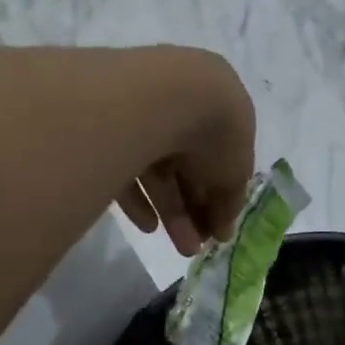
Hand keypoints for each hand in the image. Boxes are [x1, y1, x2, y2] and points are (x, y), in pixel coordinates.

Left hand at [114, 48, 256, 255]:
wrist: (163, 96)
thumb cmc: (215, 128)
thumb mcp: (236, 170)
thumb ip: (231, 201)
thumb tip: (223, 229)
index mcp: (220, 109)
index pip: (221, 159)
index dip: (222, 196)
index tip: (219, 230)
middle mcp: (182, 107)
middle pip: (190, 167)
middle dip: (197, 210)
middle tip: (198, 247)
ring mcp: (143, 116)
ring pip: (160, 172)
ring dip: (173, 212)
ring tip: (180, 247)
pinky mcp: (108, 128)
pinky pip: (126, 167)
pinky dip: (139, 198)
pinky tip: (148, 226)